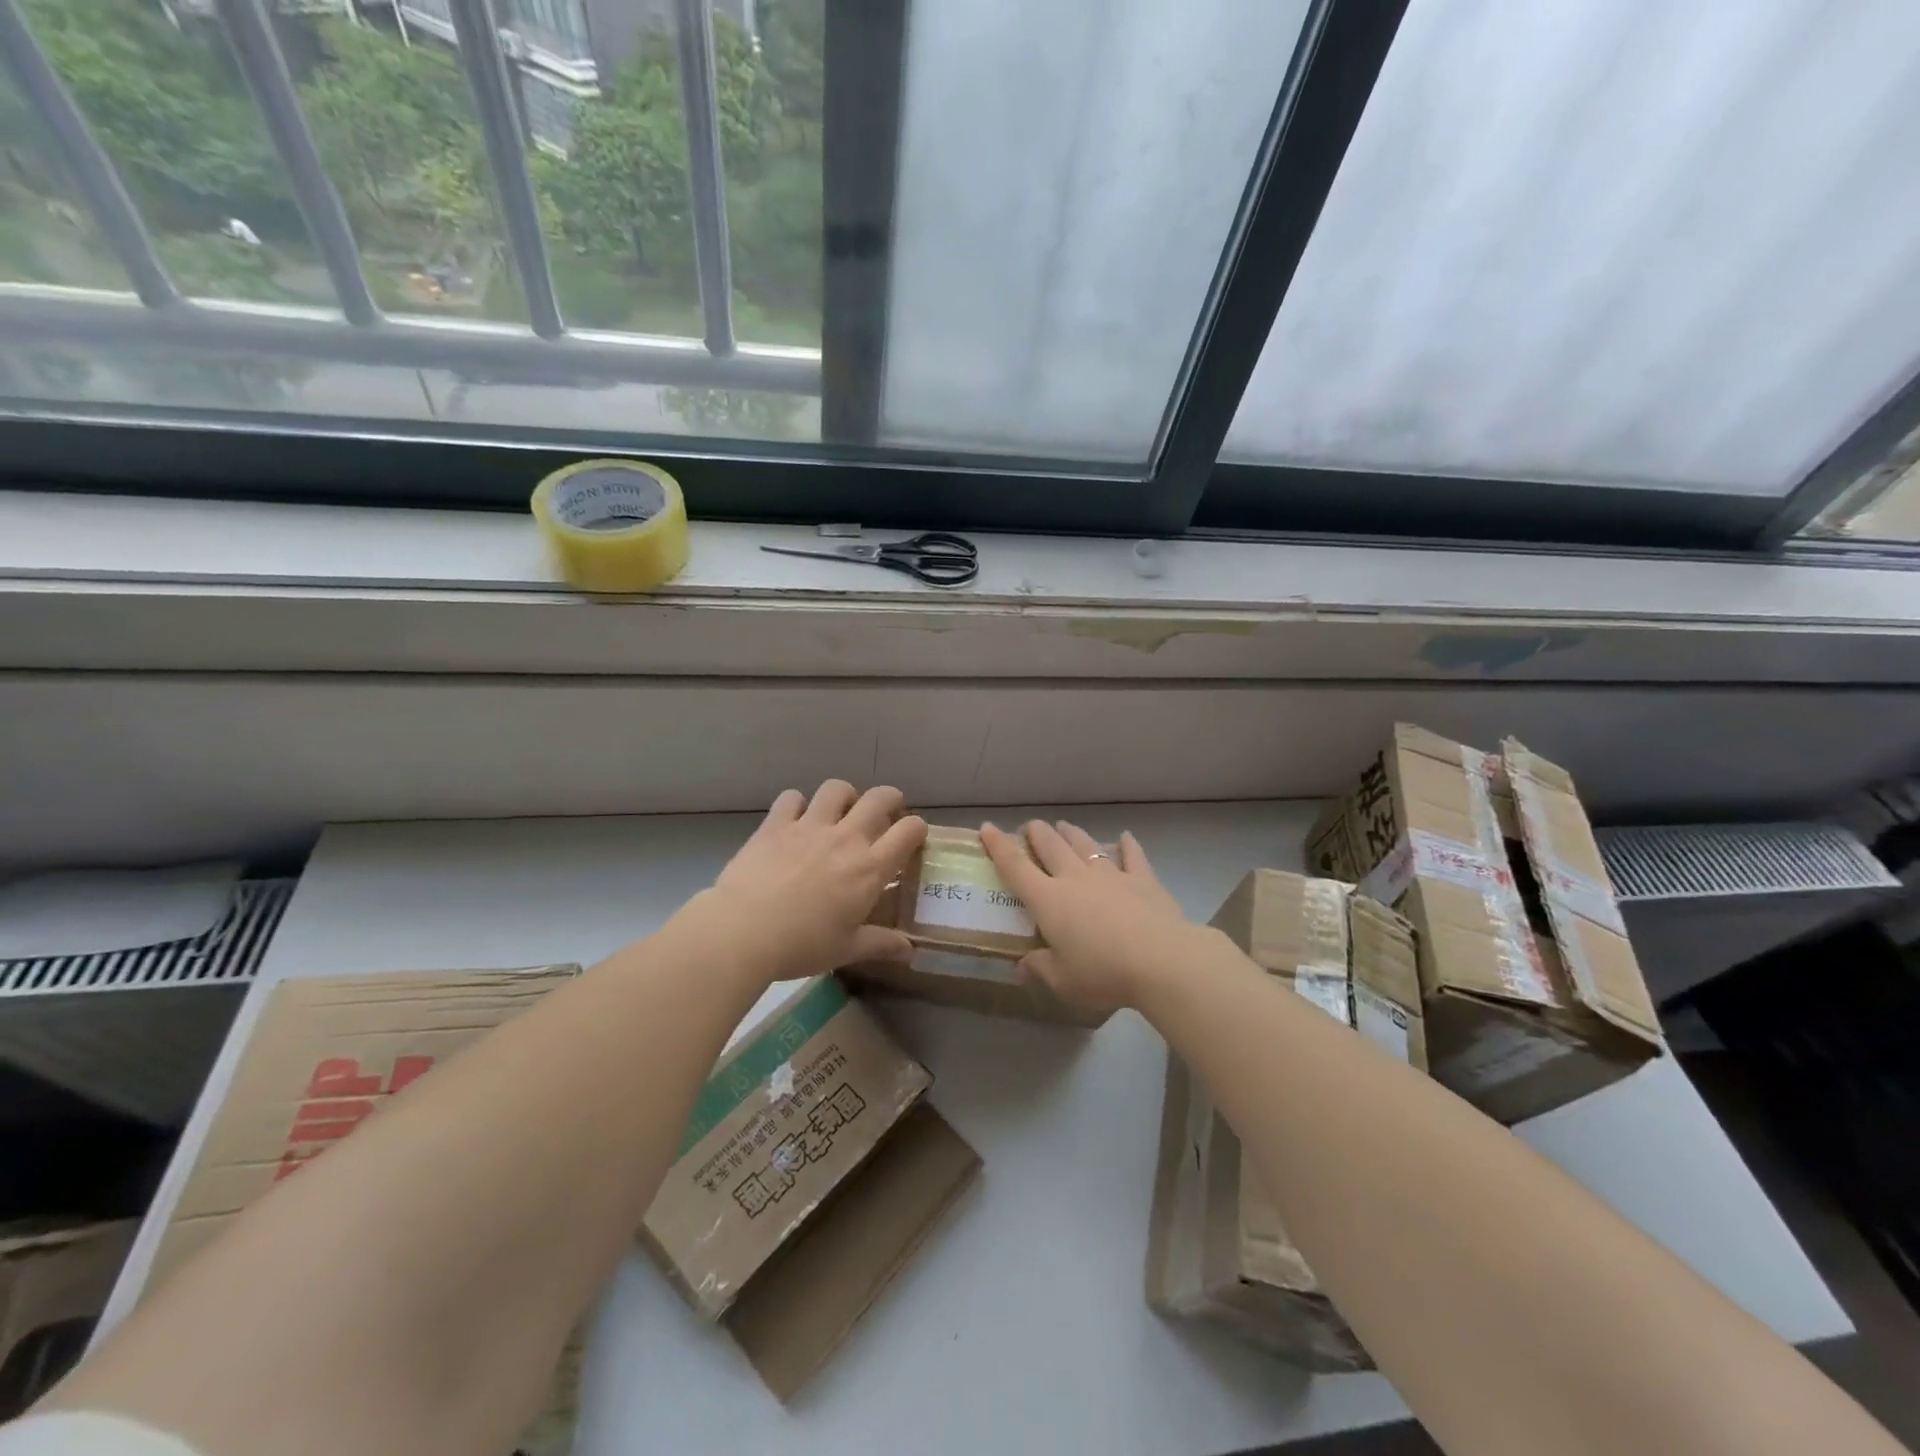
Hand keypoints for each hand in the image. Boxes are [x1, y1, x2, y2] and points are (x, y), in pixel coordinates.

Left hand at [705, 781, 926, 982]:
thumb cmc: (802, 945)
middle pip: (880, 797)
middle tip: (883, 817)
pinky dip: (797, 804)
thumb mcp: (847, 950)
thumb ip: (882, 944)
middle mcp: (846, 838)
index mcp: (870, 868)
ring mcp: (809, 826)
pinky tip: (794, 821)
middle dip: (889, 800)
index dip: (916, 829)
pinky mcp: (776, 824)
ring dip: (844, 797)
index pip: (909, 831)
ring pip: (837, 789)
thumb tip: (910, 951)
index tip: (911, 839)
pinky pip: (792, 797)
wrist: (743, 932)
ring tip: (839, 814)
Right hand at [979, 820, 1202, 1014]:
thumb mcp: (1063, 980)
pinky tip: (1125, 837)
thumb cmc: (1103, 972)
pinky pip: (1132, 855)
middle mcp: (1075, 878)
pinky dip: (1127, 845)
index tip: (987, 828)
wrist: (1161, 960)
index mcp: (1048, 900)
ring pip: (1085, 845)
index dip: (998, 846)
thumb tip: (1023, 966)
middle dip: (1036, 833)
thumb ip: (1040, 969)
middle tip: (1030, 827)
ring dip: (1072, 833)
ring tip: (1064, 825)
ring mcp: (1110, 874)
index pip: (1015, 866)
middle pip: (1050, 846)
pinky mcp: (1143, 879)